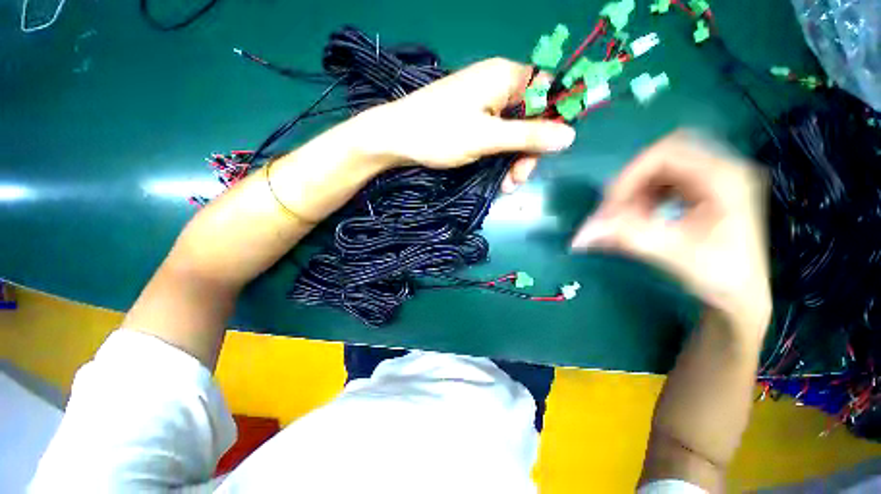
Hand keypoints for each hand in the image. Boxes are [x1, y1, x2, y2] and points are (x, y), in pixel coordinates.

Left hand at [355, 58, 575, 191]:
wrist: (396, 138)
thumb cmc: (440, 133)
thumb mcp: (488, 138)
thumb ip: (528, 136)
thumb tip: (570, 135)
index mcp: (505, 77)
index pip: (547, 93)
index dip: (552, 122)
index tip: (546, 153)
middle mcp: (497, 85)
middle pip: (530, 118)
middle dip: (527, 152)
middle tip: (517, 180)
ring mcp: (483, 104)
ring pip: (513, 132)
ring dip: (512, 160)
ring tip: (505, 186)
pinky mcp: (471, 120)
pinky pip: (496, 137)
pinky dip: (498, 157)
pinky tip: (496, 178)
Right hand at [572, 131, 771, 336]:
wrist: (747, 295)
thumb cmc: (723, 276)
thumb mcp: (675, 254)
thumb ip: (629, 237)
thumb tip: (583, 233)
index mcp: (723, 178)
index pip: (665, 154)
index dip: (629, 176)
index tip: (610, 207)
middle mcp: (720, 170)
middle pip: (661, 157)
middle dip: (631, 183)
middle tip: (616, 210)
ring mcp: (712, 180)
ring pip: (660, 170)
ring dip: (636, 192)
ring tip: (628, 218)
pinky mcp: (703, 192)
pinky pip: (664, 183)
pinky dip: (644, 198)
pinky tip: (641, 218)